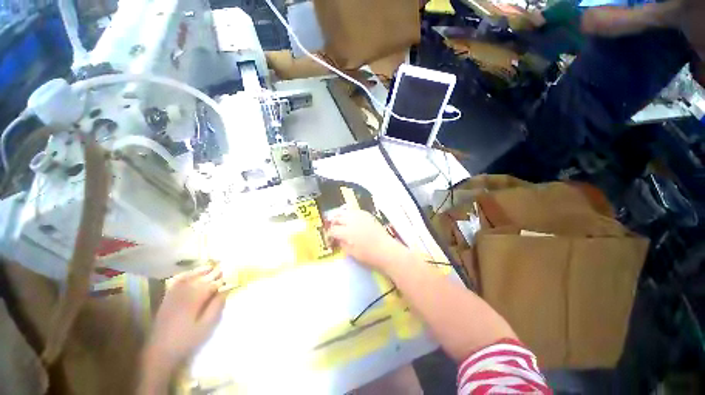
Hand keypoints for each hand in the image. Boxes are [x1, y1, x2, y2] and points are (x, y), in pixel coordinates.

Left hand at [143, 265, 226, 373]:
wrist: (161, 352)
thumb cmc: (187, 340)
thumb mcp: (206, 326)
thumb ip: (217, 306)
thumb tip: (226, 290)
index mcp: (195, 299)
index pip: (212, 284)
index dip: (222, 279)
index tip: (232, 275)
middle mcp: (184, 293)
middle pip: (201, 278)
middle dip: (214, 272)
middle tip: (224, 268)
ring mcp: (173, 295)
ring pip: (189, 277)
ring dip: (201, 271)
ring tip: (212, 267)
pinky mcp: (167, 299)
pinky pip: (177, 282)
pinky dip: (186, 275)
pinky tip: (192, 274)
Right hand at [327, 209, 405, 270]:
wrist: (386, 250)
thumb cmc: (368, 255)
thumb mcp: (351, 252)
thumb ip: (341, 243)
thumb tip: (337, 238)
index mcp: (347, 232)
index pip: (332, 230)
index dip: (329, 235)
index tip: (330, 239)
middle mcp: (352, 220)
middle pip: (337, 218)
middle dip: (333, 224)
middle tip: (333, 230)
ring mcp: (360, 216)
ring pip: (345, 212)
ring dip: (340, 217)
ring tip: (340, 223)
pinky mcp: (367, 214)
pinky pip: (354, 211)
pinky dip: (350, 215)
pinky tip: (351, 220)